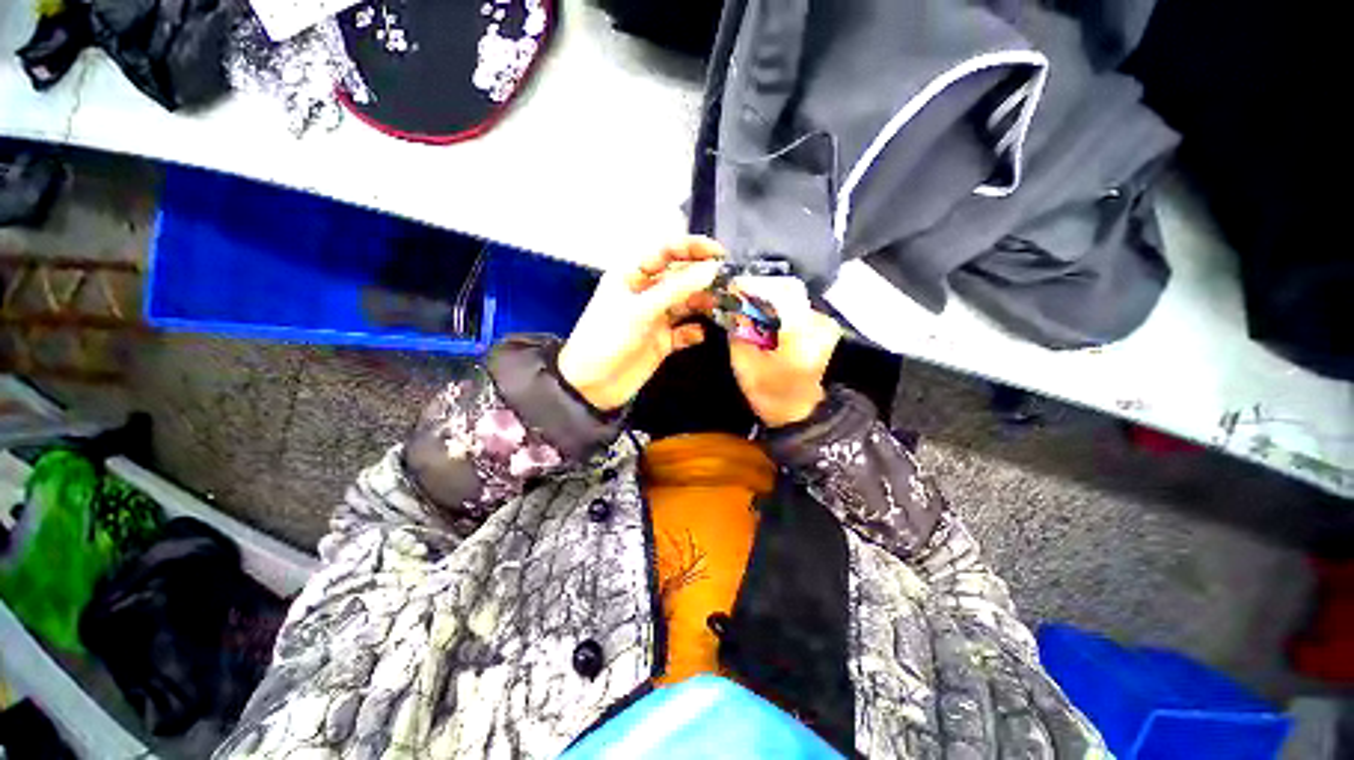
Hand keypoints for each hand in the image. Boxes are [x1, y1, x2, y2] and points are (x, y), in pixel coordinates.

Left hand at [558, 237, 724, 410]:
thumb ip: (677, 289)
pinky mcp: (662, 341)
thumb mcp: (641, 310)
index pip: (666, 251)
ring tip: (726, 306)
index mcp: (633, 274)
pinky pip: (685, 332)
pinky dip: (694, 332)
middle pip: (681, 278)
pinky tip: (702, 334)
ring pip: (686, 304)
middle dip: (704, 278)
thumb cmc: (608, 338)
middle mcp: (647, 292)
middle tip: (732, 283)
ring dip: (704, 304)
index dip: (693, 248)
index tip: (721, 254)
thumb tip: (712, 269)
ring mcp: (656, 317)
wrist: (592, 386)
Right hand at [727, 277, 841, 426]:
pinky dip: (776, 308)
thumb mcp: (745, 366)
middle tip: (735, 297)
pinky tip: (762, 318)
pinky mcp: (822, 328)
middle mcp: (819, 322)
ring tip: (746, 307)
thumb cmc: (772, 396)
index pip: (778, 294)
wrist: (803, 415)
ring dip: (767, 298)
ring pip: (791, 297)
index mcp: (801, 335)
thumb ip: (737, 333)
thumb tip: (730, 307)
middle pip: (786, 290)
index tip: (730, 287)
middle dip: (758, 290)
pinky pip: (795, 307)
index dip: (752, 286)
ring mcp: (824, 324)